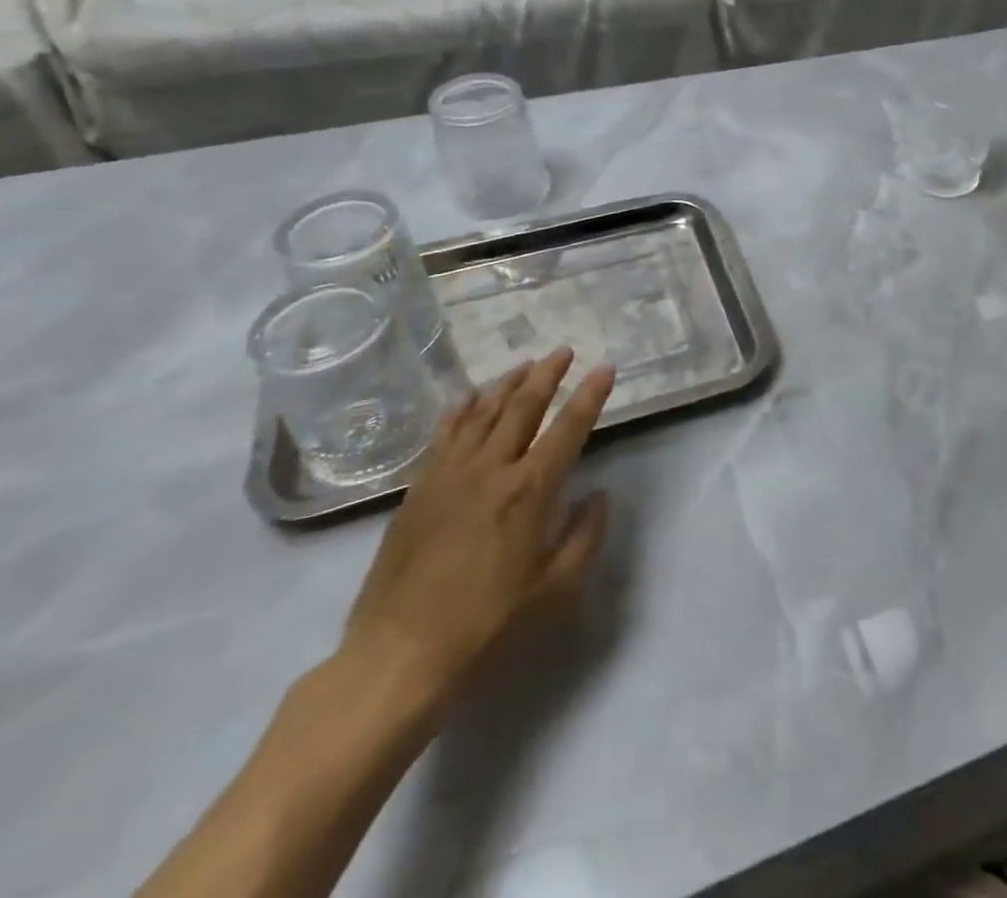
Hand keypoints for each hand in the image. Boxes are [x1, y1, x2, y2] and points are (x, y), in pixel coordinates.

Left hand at [340, 348, 613, 706]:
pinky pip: (444, 435)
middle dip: (548, 374)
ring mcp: (450, 474)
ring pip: (484, 412)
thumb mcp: (557, 590)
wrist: (400, 654)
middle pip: (524, 406)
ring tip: (525, 363)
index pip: (569, 427)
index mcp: (531, 489)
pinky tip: (469, 396)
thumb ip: (585, 535)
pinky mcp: (420, 489)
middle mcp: (492, 468)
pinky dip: (460, 409)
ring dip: (507, 383)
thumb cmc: (489, 625)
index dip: (591, 394)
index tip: (605, 367)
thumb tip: (598, 494)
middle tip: (563, 351)